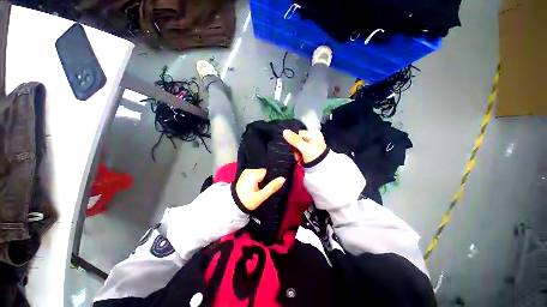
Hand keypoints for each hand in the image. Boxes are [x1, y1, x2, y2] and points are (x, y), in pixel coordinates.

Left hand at [236, 169, 285, 210]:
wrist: (233, 205)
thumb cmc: (248, 201)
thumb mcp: (261, 196)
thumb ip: (272, 187)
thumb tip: (283, 178)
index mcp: (253, 174)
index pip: (267, 172)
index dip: (270, 179)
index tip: (269, 186)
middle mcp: (249, 170)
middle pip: (263, 172)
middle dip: (265, 180)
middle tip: (263, 189)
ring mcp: (245, 172)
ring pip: (259, 173)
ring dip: (261, 180)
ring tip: (259, 189)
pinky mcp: (244, 175)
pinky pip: (254, 175)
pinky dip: (256, 179)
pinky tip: (255, 187)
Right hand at [283, 130, 326, 163]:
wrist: (321, 170)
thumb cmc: (315, 157)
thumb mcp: (305, 148)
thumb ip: (295, 140)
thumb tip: (285, 131)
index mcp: (314, 134)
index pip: (298, 133)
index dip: (294, 140)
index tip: (294, 148)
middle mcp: (312, 138)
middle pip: (297, 140)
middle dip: (296, 148)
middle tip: (299, 155)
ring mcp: (310, 145)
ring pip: (297, 146)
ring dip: (296, 153)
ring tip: (300, 158)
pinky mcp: (308, 151)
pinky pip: (299, 150)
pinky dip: (298, 155)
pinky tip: (301, 159)